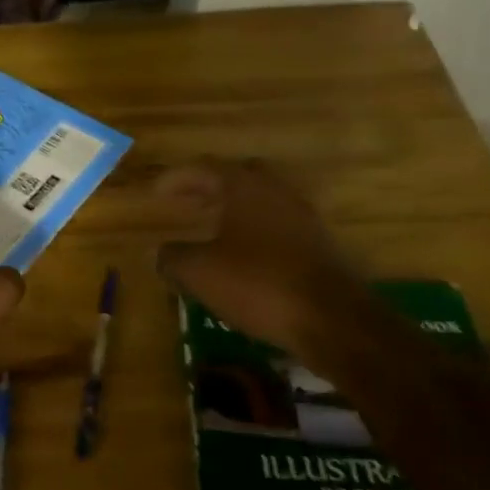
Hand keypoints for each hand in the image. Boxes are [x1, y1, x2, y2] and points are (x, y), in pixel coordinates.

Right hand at [155, 162, 368, 345]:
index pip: (204, 169)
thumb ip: (173, 257)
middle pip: (239, 177)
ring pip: (261, 201)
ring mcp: (303, 218)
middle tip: (187, 201)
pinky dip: (254, 232)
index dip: (177, 178)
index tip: (157, 192)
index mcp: (245, 188)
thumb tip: (161, 252)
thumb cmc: (258, 284)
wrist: (332, 320)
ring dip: (234, 210)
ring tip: (211, 228)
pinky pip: (277, 226)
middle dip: (210, 186)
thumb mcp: (200, 272)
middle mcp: (276, 193)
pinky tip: (242, 255)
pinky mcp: (318, 245)